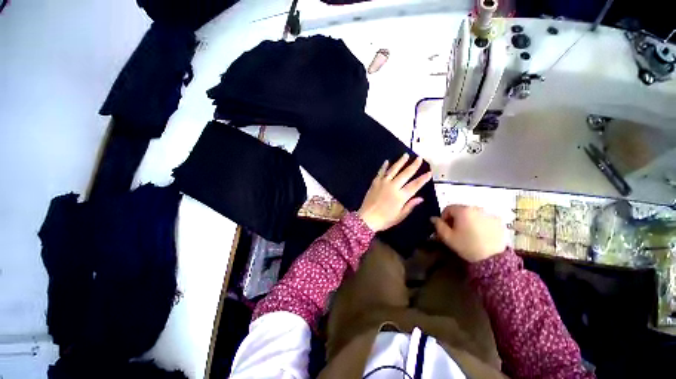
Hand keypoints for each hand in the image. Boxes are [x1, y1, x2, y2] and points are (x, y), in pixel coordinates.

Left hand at [357, 153, 432, 231]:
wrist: (367, 218)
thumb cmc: (385, 219)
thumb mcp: (400, 216)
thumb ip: (410, 205)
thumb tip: (421, 198)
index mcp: (401, 196)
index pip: (415, 185)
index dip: (423, 179)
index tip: (429, 172)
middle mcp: (393, 187)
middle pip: (405, 174)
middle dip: (413, 165)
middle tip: (419, 158)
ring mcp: (383, 183)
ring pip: (393, 170)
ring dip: (400, 162)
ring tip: (405, 155)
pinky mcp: (375, 183)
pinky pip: (380, 172)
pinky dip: (384, 166)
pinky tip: (387, 161)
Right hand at [431, 205, 505, 262]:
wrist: (493, 259)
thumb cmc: (467, 246)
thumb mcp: (448, 237)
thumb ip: (438, 225)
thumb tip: (433, 218)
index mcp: (463, 210)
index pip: (448, 208)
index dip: (443, 217)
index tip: (444, 228)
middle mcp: (476, 208)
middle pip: (461, 210)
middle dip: (456, 218)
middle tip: (455, 231)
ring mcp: (489, 214)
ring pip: (473, 214)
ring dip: (468, 220)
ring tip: (468, 233)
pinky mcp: (498, 221)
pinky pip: (484, 218)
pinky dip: (479, 223)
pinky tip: (480, 234)